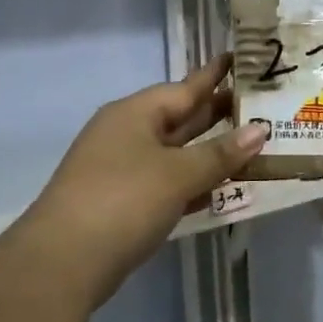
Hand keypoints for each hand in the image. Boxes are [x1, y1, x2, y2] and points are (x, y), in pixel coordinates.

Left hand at [9, 57, 267, 308]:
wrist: (62, 262)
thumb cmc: (124, 200)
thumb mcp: (178, 174)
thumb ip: (220, 153)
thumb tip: (260, 129)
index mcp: (135, 114)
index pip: (184, 87)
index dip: (215, 75)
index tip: (242, 59)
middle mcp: (126, 134)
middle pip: (180, 118)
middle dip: (217, 113)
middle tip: (260, 104)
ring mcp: (121, 170)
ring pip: (175, 152)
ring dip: (209, 151)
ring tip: (250, 144)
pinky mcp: (122, 203)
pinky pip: (167, 181)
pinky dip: (192, 182)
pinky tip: (219, 189)